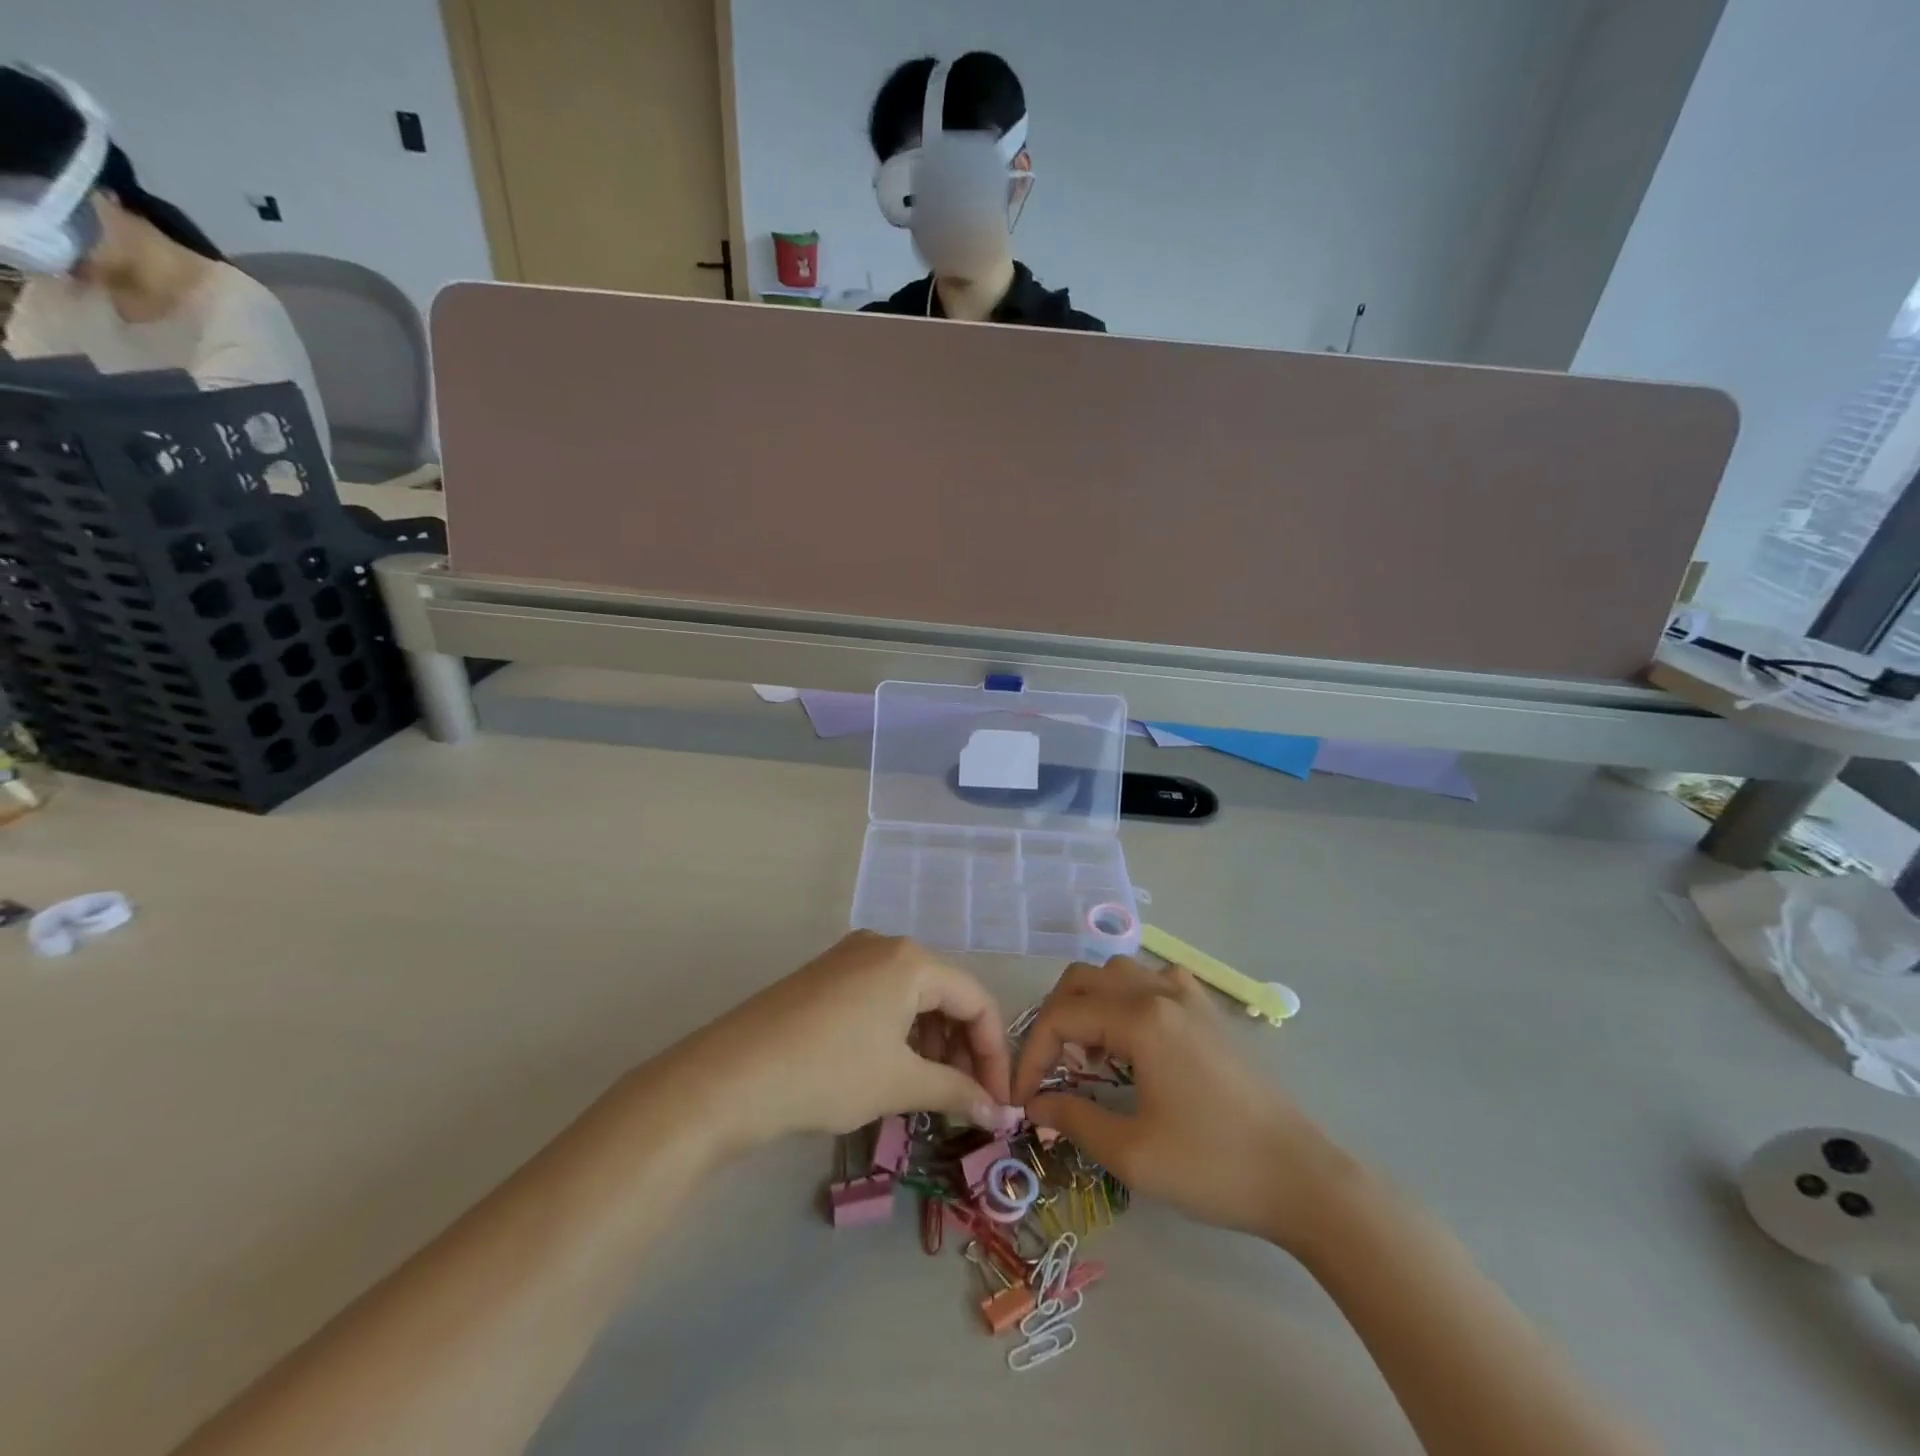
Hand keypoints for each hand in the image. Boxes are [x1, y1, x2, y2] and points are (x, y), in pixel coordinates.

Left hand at [666, 932, 1015, 1150]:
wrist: (730, 1077)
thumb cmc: (827, 1073)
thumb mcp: (899, 1083)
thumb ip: (957, 1092)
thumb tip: (1001, 1116)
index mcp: (911, 960)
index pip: (976, 1000)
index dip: (994, 1054)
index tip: (997, 1103)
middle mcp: (885, 945)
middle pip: (945, 994)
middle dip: (962, 1048)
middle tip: (965, 1098)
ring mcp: (851, 957)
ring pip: (912, 996)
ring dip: (931, 1042)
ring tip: (929, 1089)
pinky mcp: (826, 975)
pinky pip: (882, 997)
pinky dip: (899, 1032)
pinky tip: (892, 1067)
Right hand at [1014, 957, 1355, 1253]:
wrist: (1299, 1177)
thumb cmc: (1213, 1166)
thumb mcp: (1132, 1154)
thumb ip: (1074, 1118)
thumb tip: (1034, 1103)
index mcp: (1140, 1020)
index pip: (1062, 1016)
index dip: (1033, 1054)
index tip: (1024, 1097)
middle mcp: (1160, 992)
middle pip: (1083, 979)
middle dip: (1055, 1019)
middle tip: (1051, 1068)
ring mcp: (1189, 996)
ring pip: (1117, 972)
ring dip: (1090, 1003)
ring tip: (1090, 1054)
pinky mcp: (1208, 1011)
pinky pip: (1153, 980)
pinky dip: (1127, 998)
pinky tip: (1135, 1038)